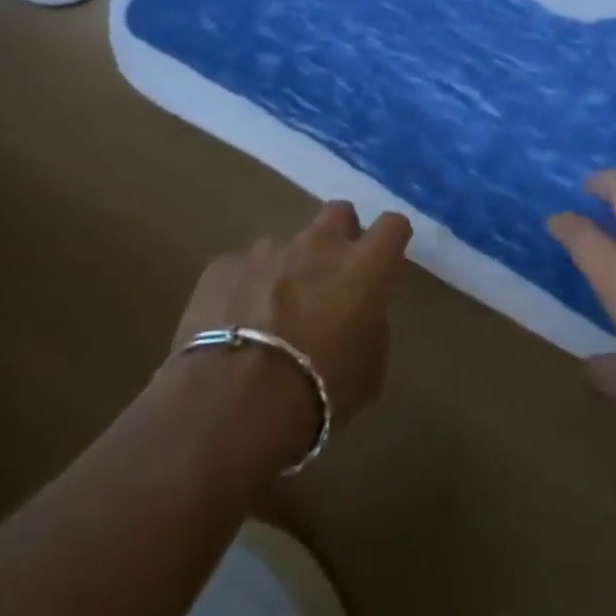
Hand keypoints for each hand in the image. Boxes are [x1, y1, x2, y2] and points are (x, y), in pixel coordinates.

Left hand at [172, 201, 412, 430]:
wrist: (234, 403)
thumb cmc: (319, 390)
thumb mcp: (370, 367)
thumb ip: (371, 324)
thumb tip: (359, 313)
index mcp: (364, 266)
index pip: (393, 225)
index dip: (391, 240)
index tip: (385, 262)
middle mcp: (318, 245)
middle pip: (338, 212)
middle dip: (339, 235)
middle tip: (332, 276)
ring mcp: (267, 251)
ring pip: (286, 245)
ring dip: (288, 269)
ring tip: (273, 314)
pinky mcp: (222, 267)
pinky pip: (241, 269)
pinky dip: (244, 289)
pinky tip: (235, 325)